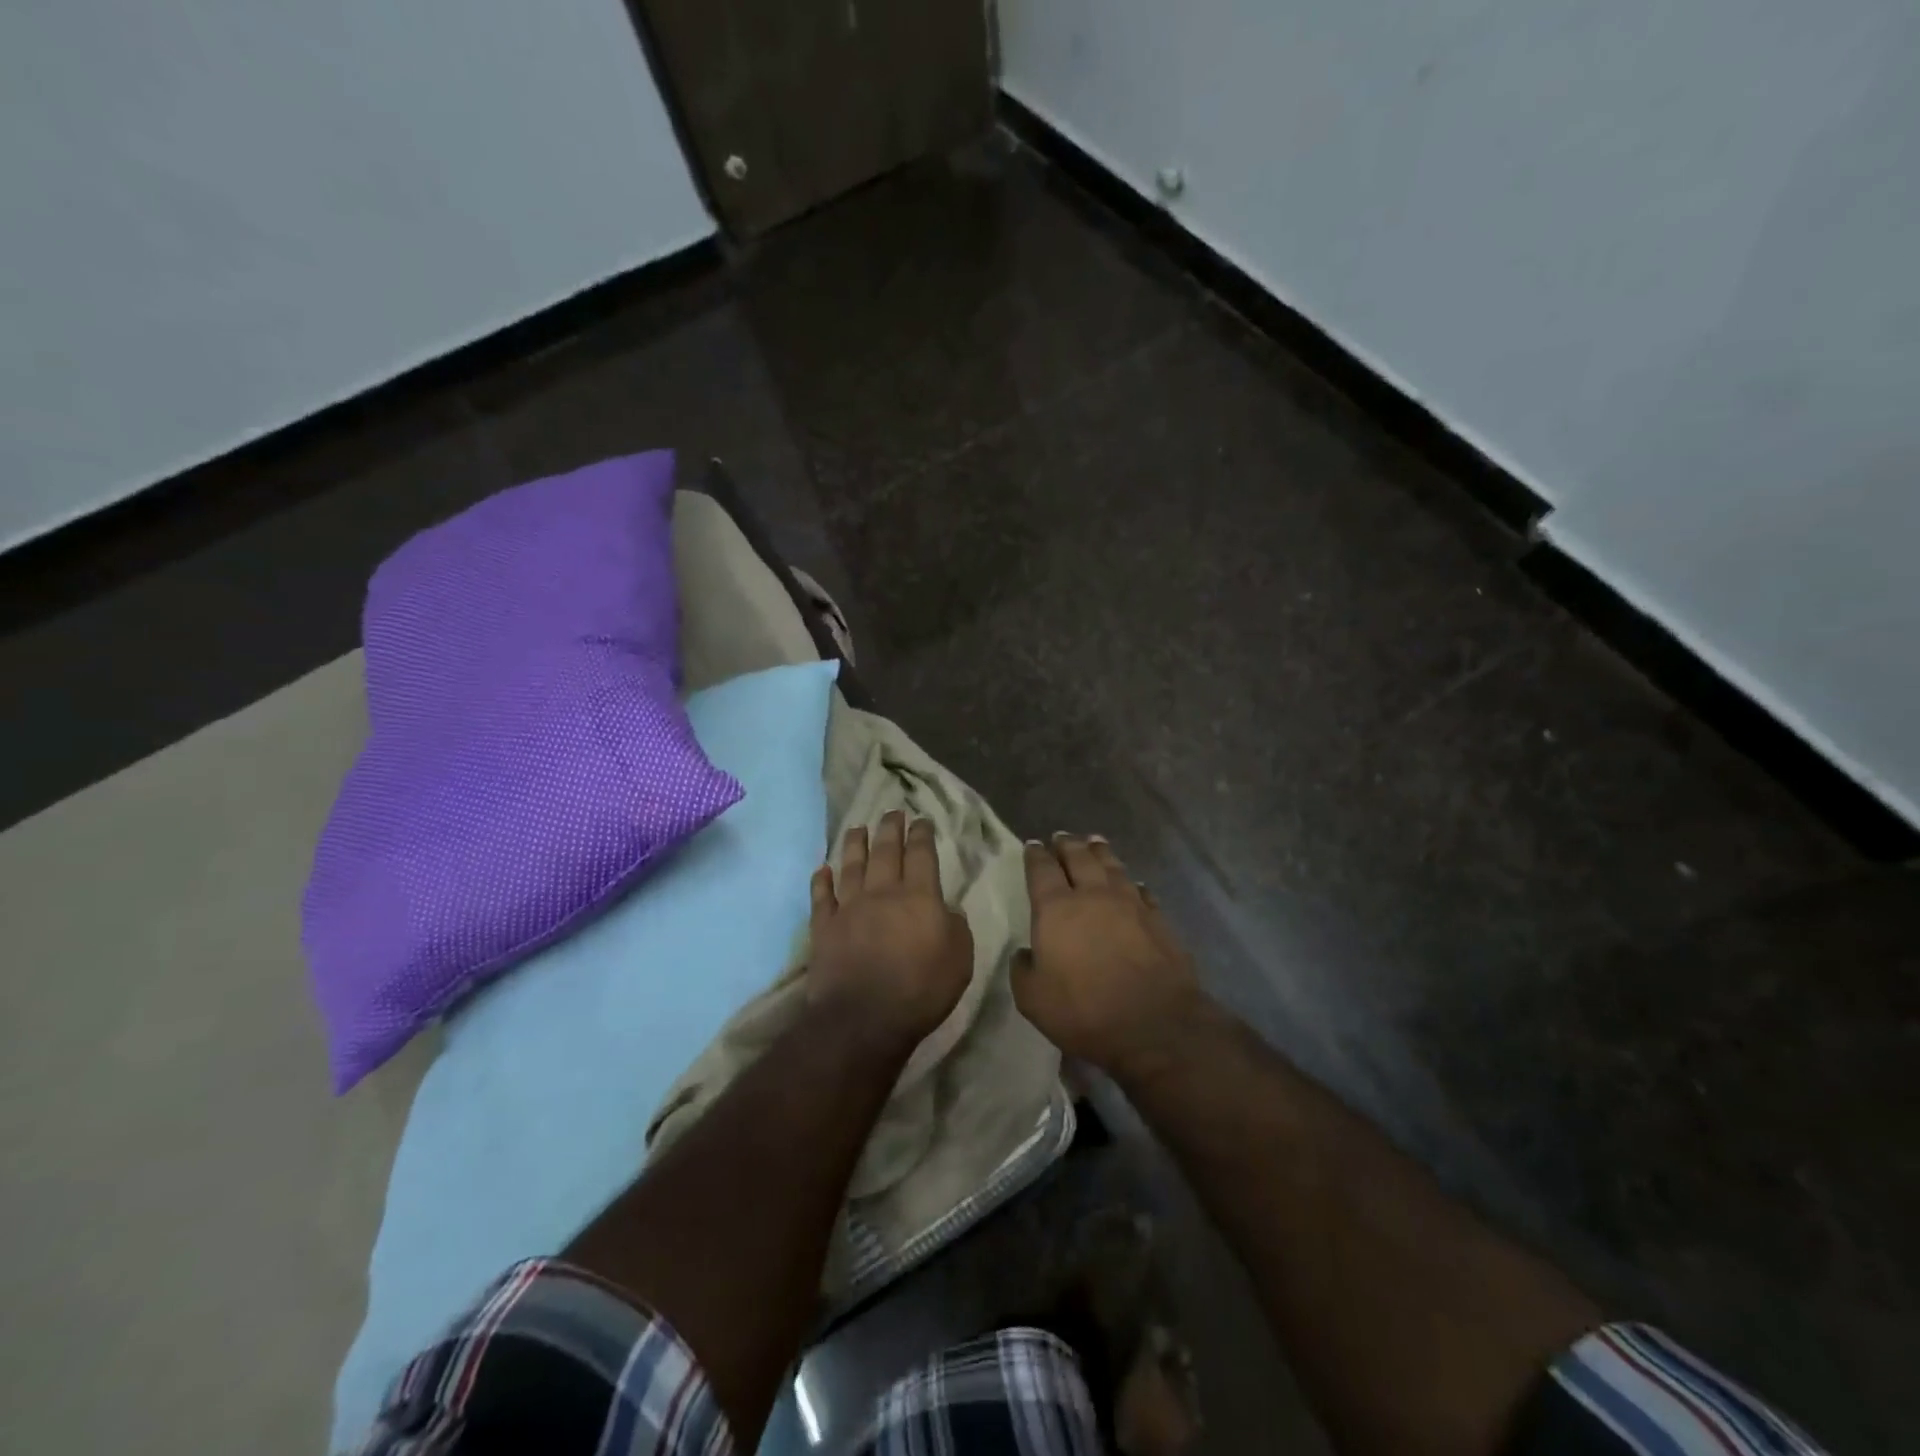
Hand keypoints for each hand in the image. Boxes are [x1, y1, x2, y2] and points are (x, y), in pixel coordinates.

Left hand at [807, 811, 973, 1048]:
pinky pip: (821, 898)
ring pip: (851, 866)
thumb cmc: (920, 990)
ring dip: (854, 844)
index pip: (921, 854)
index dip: (922, 834)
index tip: (921, 820)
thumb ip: (955, 927)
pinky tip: (822, 870)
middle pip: (884, 851)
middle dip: (889, 828)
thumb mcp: (959, 960)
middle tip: (891, 812)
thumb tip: (945, 910)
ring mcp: (849, 908)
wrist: (863, 1018)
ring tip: (857, 828)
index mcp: (918, 896)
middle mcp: (882, 892)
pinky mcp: (824, 928)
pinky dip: (821, 881)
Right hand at [1013, 834, 1205, 1079]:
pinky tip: (1133, 883)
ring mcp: (1129, 904)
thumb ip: (1023, 970)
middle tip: (1062, 837)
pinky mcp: (1157, 919)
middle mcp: (1093, 895)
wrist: (1153, 1024)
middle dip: (1067, 845)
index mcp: (1056, 909)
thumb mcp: (1033, 999)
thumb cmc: (1084, 1010)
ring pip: (1112, 866)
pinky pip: (1141, 891)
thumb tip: (1027, 954)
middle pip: (1079, 858)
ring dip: (1100, 852)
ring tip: (1094, 842)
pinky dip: (1132, 883)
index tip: (1033, 845)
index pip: (1042, 870)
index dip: (1036, 855)